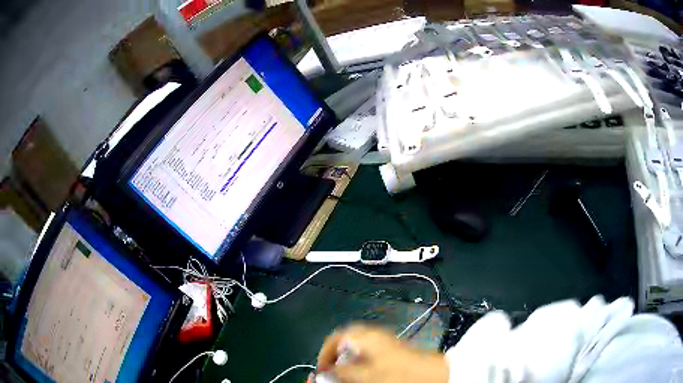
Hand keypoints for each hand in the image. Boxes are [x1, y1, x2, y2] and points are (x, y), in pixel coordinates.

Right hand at [314, 324, 447, 382]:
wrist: (430, 373)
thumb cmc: (397, 373)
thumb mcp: (366, 375)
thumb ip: (344, 372)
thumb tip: (328, 371)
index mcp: (365, 336)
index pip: (336, 337)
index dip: (325, 353)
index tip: (322, 369)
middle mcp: (373, 334)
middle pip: (345, 341)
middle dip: (335, 357)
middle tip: (332, 372)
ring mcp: (383, 341)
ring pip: (356, 347)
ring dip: (347, 360)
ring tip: (346, 374)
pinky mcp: (391, 348)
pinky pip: (368, 352)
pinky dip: (360, 361)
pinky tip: (362, 372)